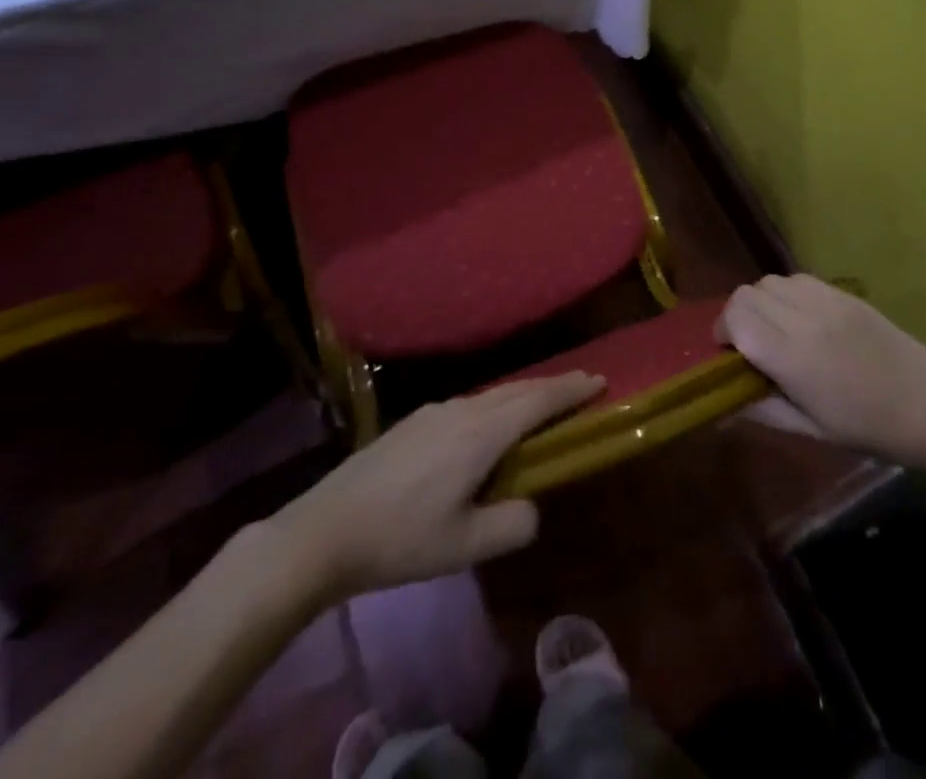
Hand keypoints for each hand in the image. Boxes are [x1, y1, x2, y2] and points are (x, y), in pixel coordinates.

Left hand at [254, 372, 602, 607]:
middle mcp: (461, 410)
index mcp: (480, 434)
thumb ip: (512, 524)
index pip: (537, 402)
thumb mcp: (464, 546)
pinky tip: (488, 424)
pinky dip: (496, 404)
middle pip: (517, 390)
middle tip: (582, 384)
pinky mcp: (413, 421)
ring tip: (542, 403)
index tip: (599, 379)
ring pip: (491, 394)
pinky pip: (469, 403)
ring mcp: (433, 411)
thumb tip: (531, 506)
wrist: (325, 530)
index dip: (570, 391)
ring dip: (523, 394)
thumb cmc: (401, 539)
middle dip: (553, 386)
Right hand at [717, 274, 925, 471]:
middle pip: (747, 293)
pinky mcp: (844, 294)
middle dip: (737, 315)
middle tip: (748, 343)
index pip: (737, 318)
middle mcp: (805, 320)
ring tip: (775, 328)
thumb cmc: (868, 429)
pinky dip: (786, 293)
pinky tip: (800, 317)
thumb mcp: (810, 430)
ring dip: (761, 301)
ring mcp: (827, 301)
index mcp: (793, 358)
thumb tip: (723, 403)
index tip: (729, 353)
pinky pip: (798, 279)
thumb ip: (762, 410)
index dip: (722, 331)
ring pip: (770, 281)